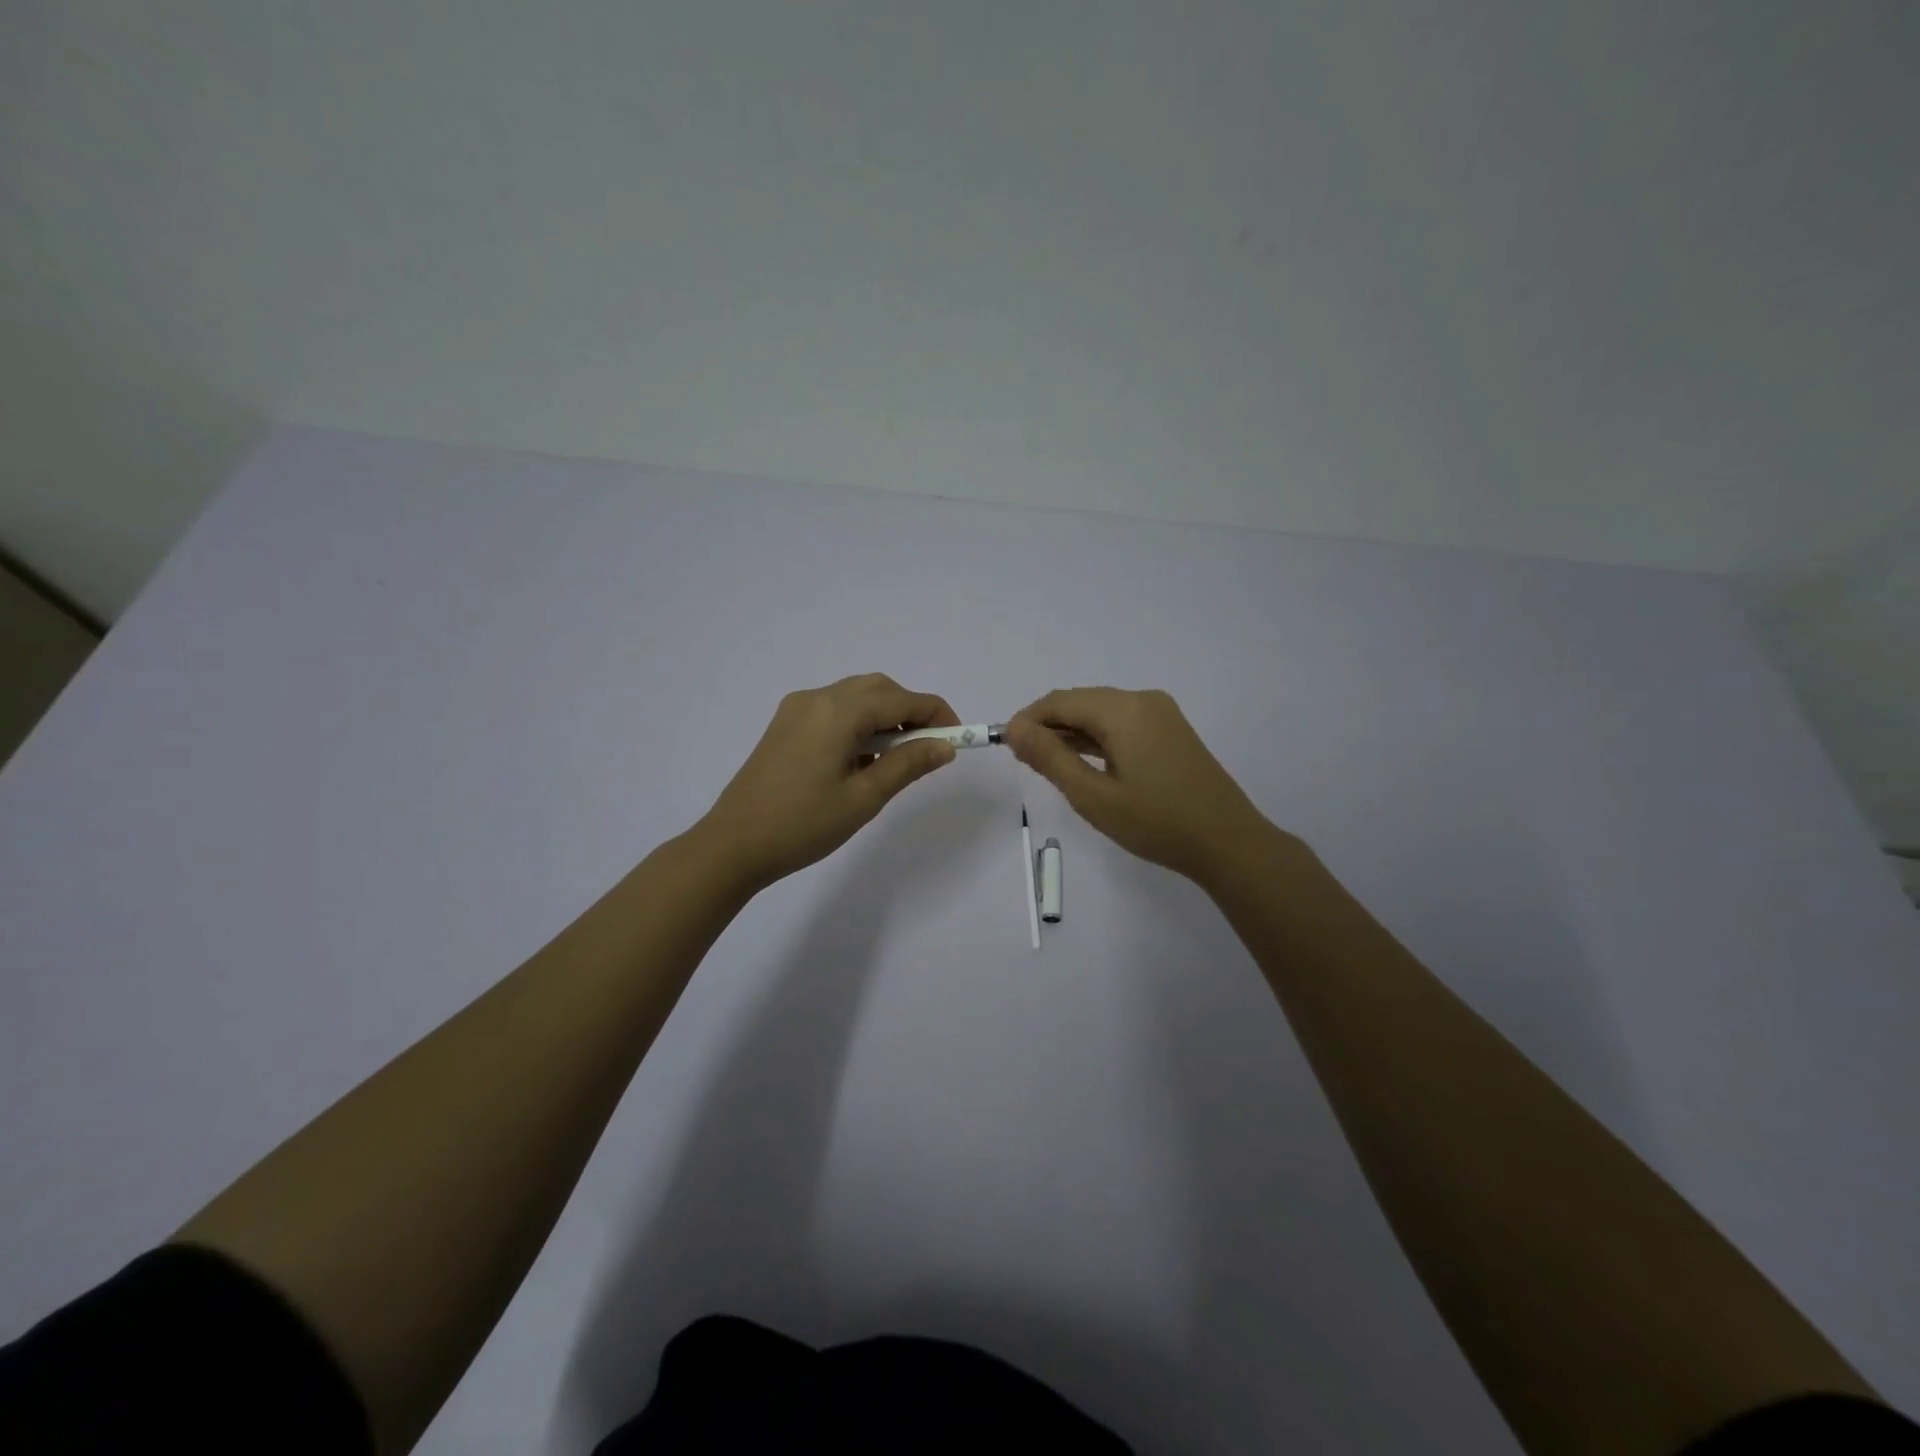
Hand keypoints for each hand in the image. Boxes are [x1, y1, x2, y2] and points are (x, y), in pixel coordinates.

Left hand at [694, 675, 960, 892]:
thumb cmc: (802, 825)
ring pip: (856, 696)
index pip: (902, 699)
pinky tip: (863, 757)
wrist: (733, 845)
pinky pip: (834, 709)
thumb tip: (945, 746)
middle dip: (911, 711)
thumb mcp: (864, 798)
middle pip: (878, 689)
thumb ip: (907, 765)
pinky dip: (859, 723)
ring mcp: (796, 709)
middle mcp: (817, 698)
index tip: (957, 740)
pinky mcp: (785, 724)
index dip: (936, 715)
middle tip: (930, 748)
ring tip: (898, 757)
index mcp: (838, 712)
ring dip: (885, 716)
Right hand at [1003, 687, 1278, 884]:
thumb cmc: (1156, 823)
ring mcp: (1161, 714)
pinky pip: (1122, 724)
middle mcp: (1142, 700)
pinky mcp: (1170, 730)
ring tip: (1047, 765)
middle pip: (1081, 702)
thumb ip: (1050, 758)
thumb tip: (1014, 728)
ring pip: (1101, 713)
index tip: (1006, 747)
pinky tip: (1083, 762)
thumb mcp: (1093, 796)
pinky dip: (1097, 738)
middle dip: (1048, 726)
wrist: (1228, 842)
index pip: (1060, 701)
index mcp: (1123, 710)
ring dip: (1071, 733)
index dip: (1028, 720)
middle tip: (1024, 761)